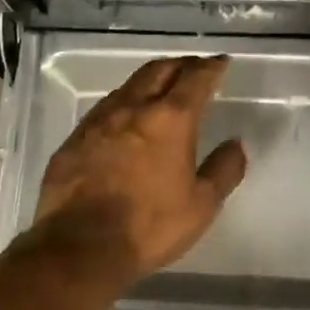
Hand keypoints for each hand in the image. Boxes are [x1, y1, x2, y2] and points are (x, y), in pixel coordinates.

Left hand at [34, 55, 247, 279]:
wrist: (79, 247)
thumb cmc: (149, 226)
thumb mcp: (201, 205)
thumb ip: (223, 169)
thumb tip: (235, 144)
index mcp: (170, 119)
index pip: (195, 79)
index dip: (211, 67)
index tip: (220, 63)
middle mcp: (132, 109)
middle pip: (159, 71)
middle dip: (180, 65)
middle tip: (193, 69)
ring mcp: (98, 121)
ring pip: (128, 87)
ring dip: (149, 82)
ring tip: (160, 91)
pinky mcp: (74, 140)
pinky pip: (104, 109)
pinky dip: (123, 105)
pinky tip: (124, 121)